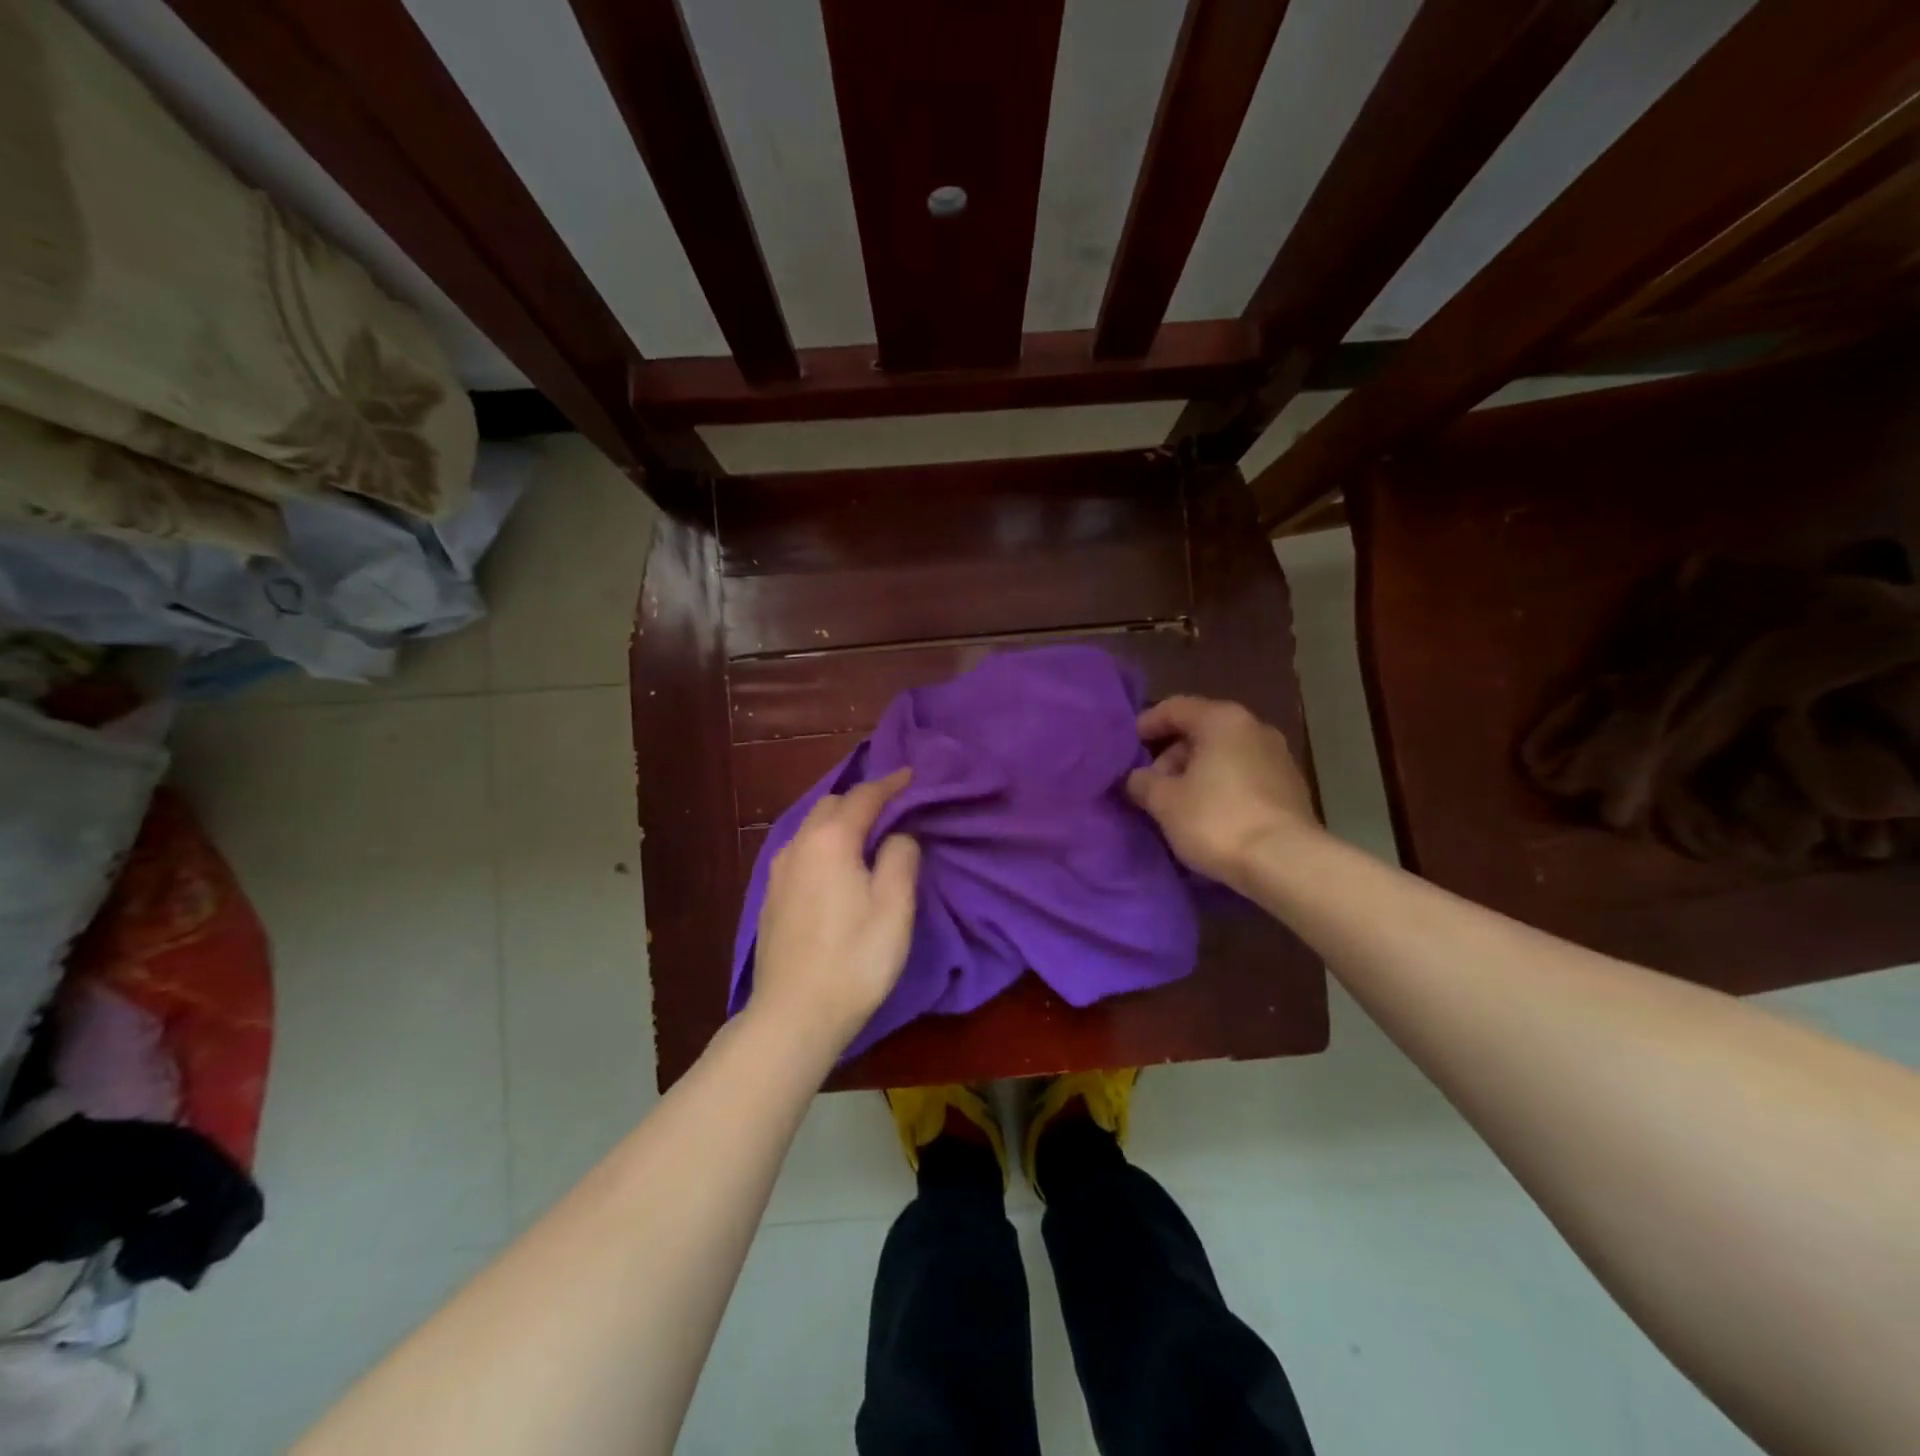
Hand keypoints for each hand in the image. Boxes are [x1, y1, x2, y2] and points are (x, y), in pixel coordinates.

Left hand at [748, 769, 920, 1058]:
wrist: (794, 1014)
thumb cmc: (855, 958)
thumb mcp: (895, 907)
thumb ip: (901, 857)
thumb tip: (898, 835)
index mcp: (831, 840)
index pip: (865, 796)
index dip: (891, 784)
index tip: (912, 775)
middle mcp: (799, 845)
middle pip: (832, 805)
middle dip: (862, 799)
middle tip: (893, 808)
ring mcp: (779, 871)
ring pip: (813, 828)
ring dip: (840, 822)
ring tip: (867, 836)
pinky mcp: (771, 896)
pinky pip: (802, 852)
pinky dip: (824, 845)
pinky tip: (836, 867)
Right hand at [1127, 696, 1321, 890]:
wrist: (1286, 862)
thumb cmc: (1216, 819)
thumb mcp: (1164, 801)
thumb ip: (1143, 783)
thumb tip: (1137, 778)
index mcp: (1222, 720)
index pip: (1176, 708)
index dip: (1148, 723)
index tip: (1129, 745)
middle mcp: (1255, 728)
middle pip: (1202, 730)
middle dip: (1172, 755)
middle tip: (1152, 784)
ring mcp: (1279, 757)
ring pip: (1225, 755)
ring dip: (1197, 773)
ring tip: (1177, 803)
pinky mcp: (1291, 788)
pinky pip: (1244, 776)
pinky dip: (1222, 786)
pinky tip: (1209, 814)